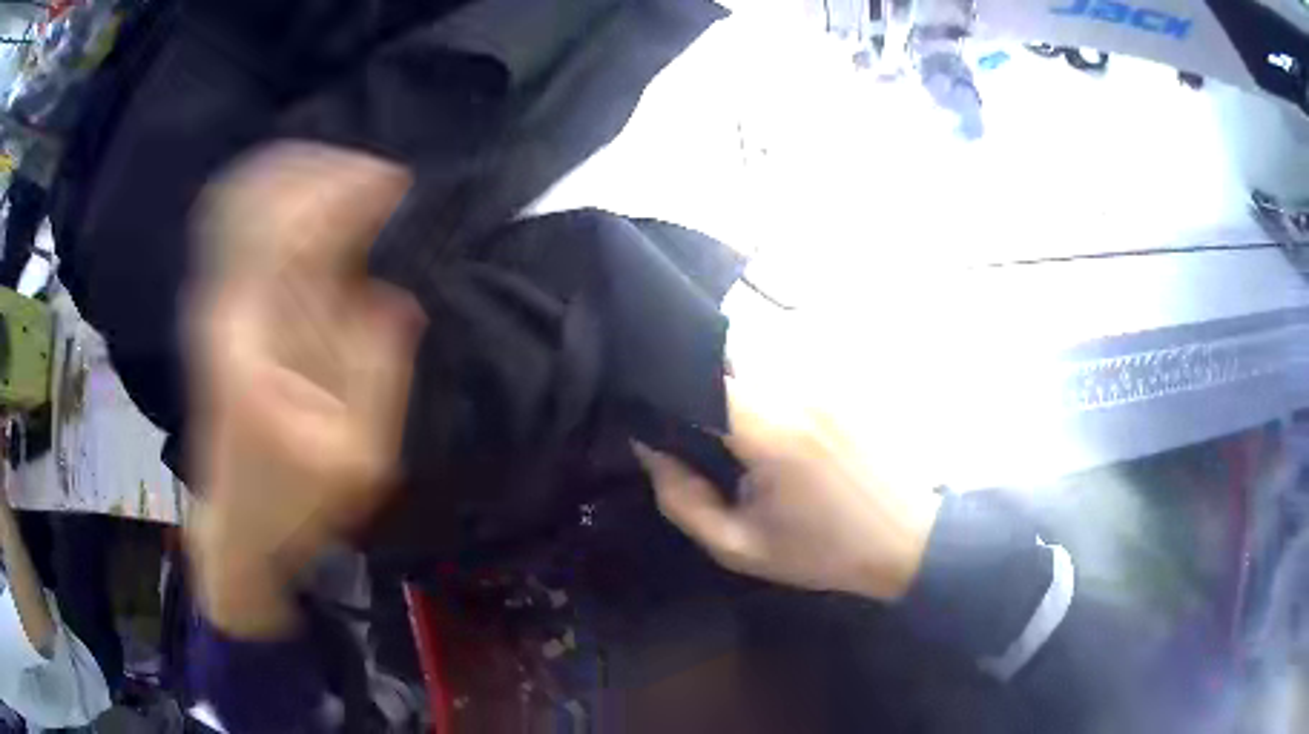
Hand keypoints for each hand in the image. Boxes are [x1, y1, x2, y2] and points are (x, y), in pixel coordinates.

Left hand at [187, 144, 423, 636]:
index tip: (399, 185)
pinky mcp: (216, 307)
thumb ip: (378, 370)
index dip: (350, 192)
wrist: (237, 527)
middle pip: (262, 194)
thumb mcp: (358, 456)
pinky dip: (278, 198)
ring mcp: (213, 300)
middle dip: (327, 170)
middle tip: (381, 179)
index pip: (297, 228)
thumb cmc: (297, 503)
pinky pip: (238, 221)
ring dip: (303, 176)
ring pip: (246, 198)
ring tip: (354, 183)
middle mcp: (224, 304)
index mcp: (257, 342)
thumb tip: (396, 294)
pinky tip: (315, 206)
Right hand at [635, 379, 941, 600]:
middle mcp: (798, 388)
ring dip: (734, 372)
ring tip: (732, 416)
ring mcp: (827, 377)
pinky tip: (775, 413)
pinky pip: (792, 358)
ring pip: (759, 349)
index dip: (668, 385)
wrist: (907, 539)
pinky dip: (768, 374)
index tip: (653, 411)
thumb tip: (650, 447)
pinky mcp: (845, 378)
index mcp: (770, 430)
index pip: (700, 375)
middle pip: (727, 352)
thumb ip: (682, 500)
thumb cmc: (823, 550)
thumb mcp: (740, 547)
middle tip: (691, 418)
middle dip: (699, 377)